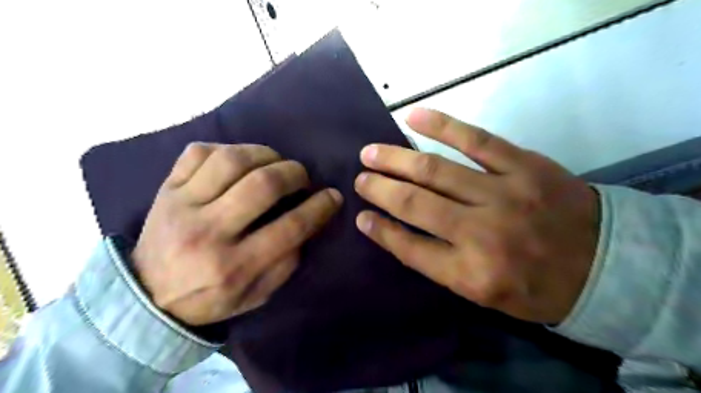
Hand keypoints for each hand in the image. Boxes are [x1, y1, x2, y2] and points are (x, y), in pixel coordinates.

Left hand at [133, 143, 344, 325]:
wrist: (147, 297)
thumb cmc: (211, 298)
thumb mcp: (257, 294)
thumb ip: (287, 261)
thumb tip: (308, 221)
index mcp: (234, 266)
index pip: (290, 227)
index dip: (319, 207)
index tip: (333, 196)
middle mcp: (208, 232)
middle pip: (262, 186)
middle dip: (294, 174)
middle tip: (302, 177)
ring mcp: (182, 206)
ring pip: (231, 161)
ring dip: (264, 154)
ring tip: (275, 162)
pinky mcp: (165, 189)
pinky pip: (198, 152)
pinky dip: (227, 149)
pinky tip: (239, 160)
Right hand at [357, 107, 595, 321]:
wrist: (607, 264)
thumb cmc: (537, 286)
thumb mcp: (485, 293)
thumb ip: (441, 264)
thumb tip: (398, 232)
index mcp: (472, 273)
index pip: (410, 248)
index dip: (381, 231)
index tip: (361, 216)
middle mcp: (481, 234)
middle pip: (416, 204)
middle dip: (380, 189)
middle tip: (359, 178)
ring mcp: (503, 194)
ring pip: (435, 170)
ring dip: (396, 159)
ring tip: (370, 152)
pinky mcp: (523, 165)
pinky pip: (475, 139)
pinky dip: (441, 125)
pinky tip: (412, 117)